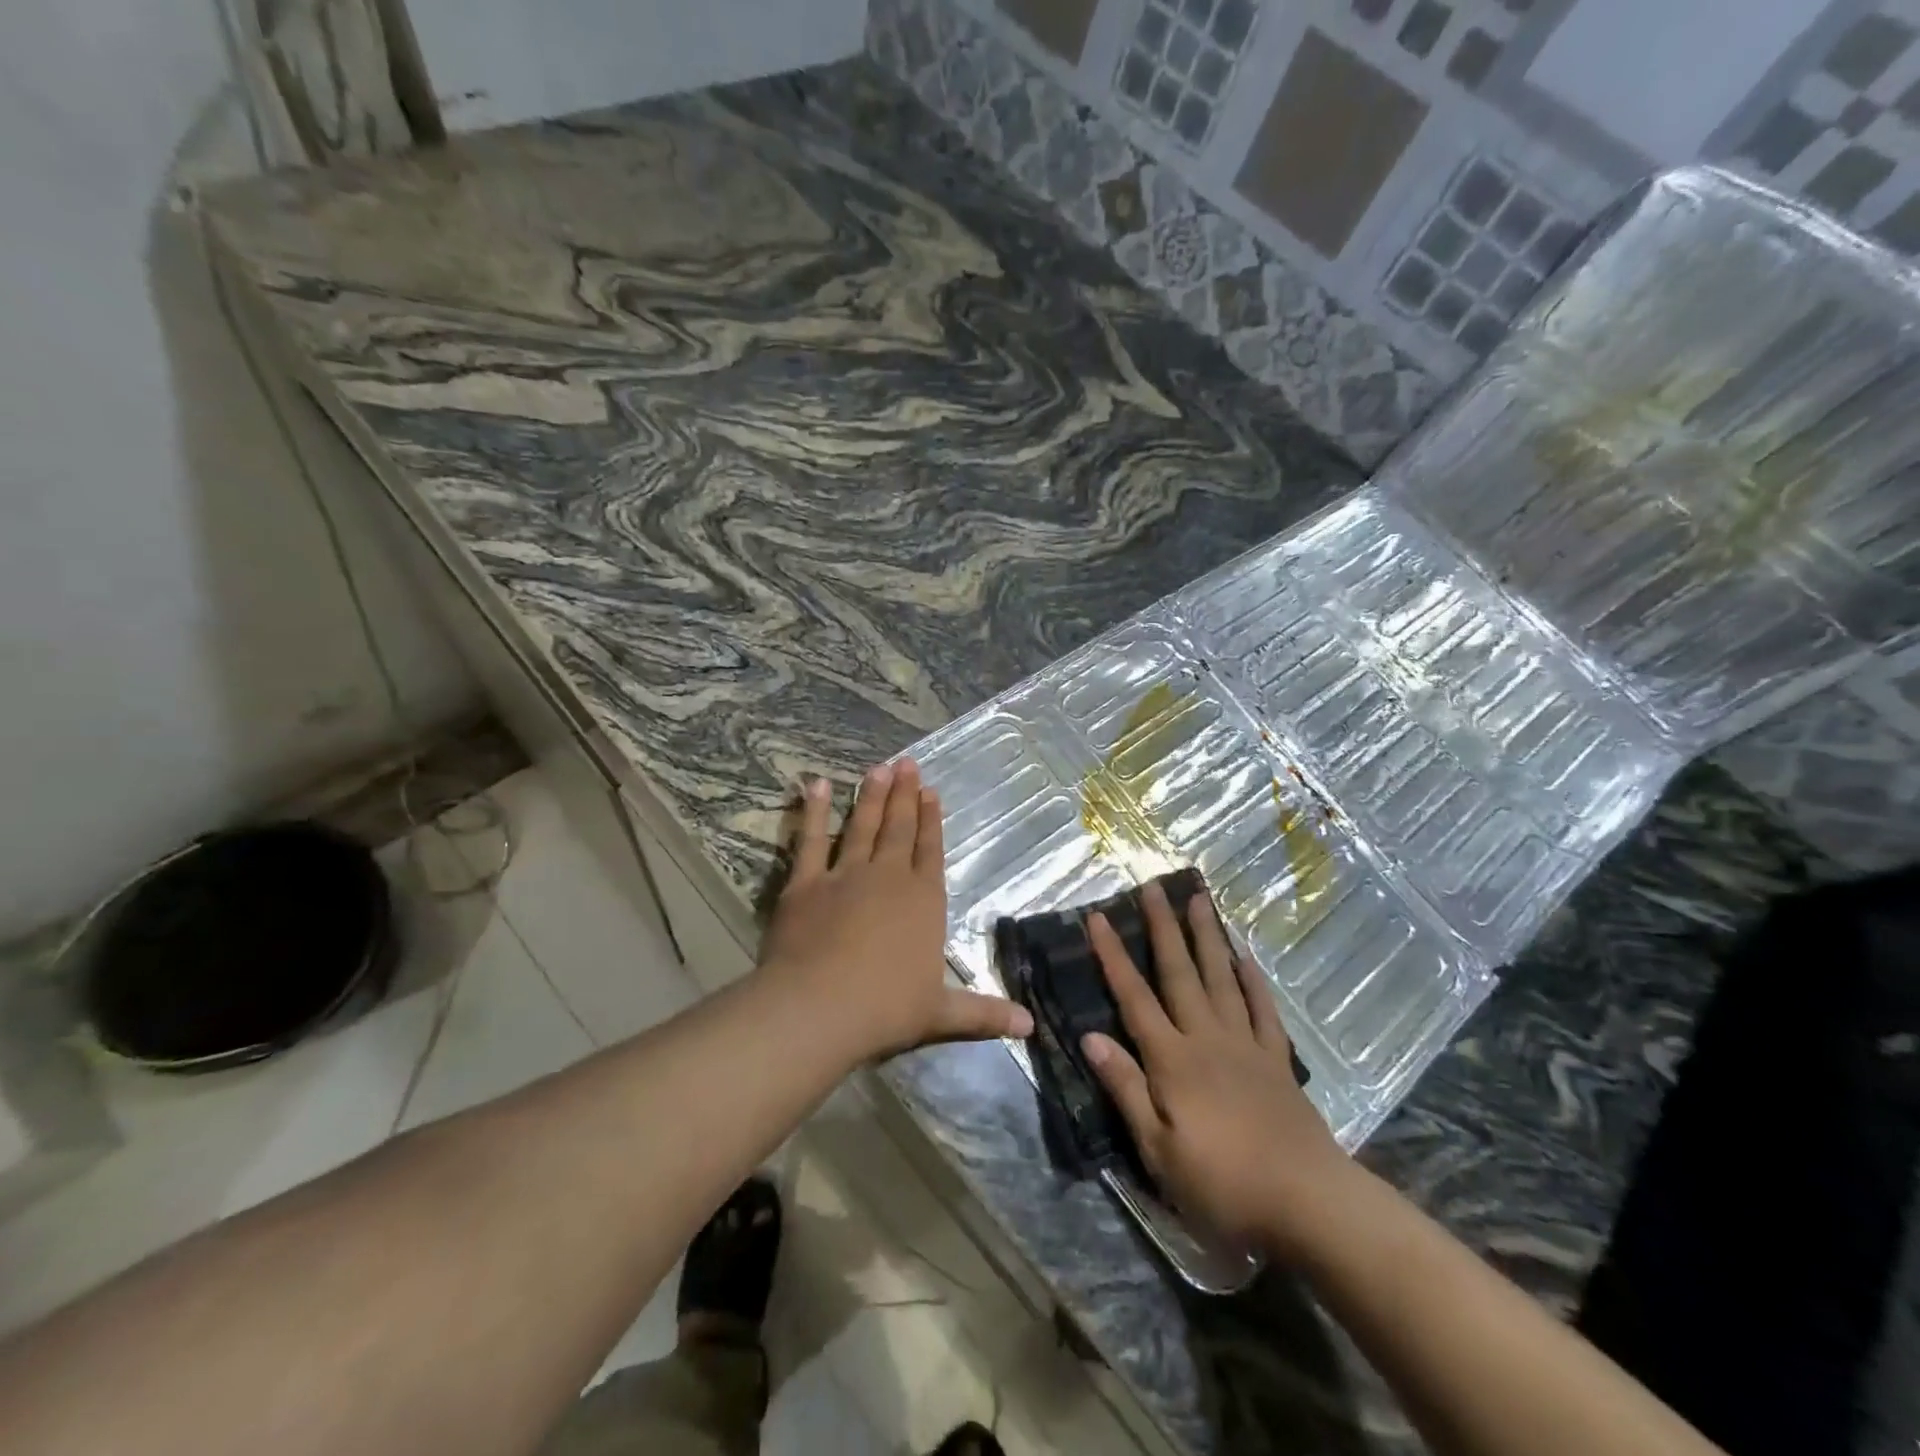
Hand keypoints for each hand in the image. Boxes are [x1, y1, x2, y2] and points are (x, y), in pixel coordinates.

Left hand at [759, 758, 1032, 1063]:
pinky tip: (818, 784)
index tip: (931, 792)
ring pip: (862, 826)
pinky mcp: (806, 883)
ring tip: (878, 767)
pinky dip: (815, 811)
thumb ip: (983, 1014)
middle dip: (905, 795)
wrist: (819, 1008)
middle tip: (907, 762)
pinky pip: (810, 840)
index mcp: (923, 901)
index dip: (932, 821)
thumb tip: (1030, 1028)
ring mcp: (845, 875)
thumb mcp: (941, 1015)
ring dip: (871, 796)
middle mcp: (888, 877)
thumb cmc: (886, 1009)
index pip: (931, 852)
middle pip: (900, 829)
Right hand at [1082, 882, 1355, 1259]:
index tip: (1098, 917)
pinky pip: (1263, 1011)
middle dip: (1163, 928)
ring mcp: (1246, 1046)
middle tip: (1155, 886)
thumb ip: (1126, 1088)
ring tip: (1200, 900)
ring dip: (1208, 938)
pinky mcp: (1277, 1062)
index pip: (1134, 997)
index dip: (1113, 956)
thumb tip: (1091, 1037)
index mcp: (1172, 1060)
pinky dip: (1253, 981)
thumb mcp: (1159, 1151)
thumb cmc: (1224, 1185)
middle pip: (1180, 973)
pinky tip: (1245, 958)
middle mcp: (1206, 1039)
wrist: (1310, 1203)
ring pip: (1221, 979)